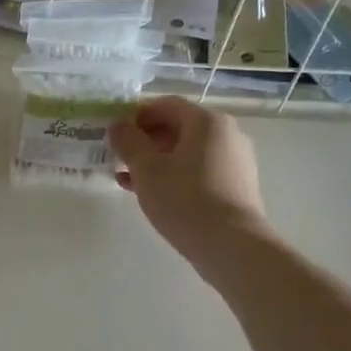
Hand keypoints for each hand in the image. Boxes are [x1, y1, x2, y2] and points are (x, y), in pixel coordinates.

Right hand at [110, 97, 266, 265]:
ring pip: (187, 153)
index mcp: (208, 122)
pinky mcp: (236, 188)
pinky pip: (198, 172)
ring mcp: (235, 162)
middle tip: (119, 157)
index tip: (114, 133)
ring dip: (156, 161)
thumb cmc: (185, 199)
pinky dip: (174, 177)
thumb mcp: (146, 169)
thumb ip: (128, 142)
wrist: (231, 245)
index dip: (136, 115)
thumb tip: (117, 125)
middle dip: (145, 140)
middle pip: (179, 128)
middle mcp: (227, 135)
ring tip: (128, 179)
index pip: (166, 105)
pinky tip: (152, 195)